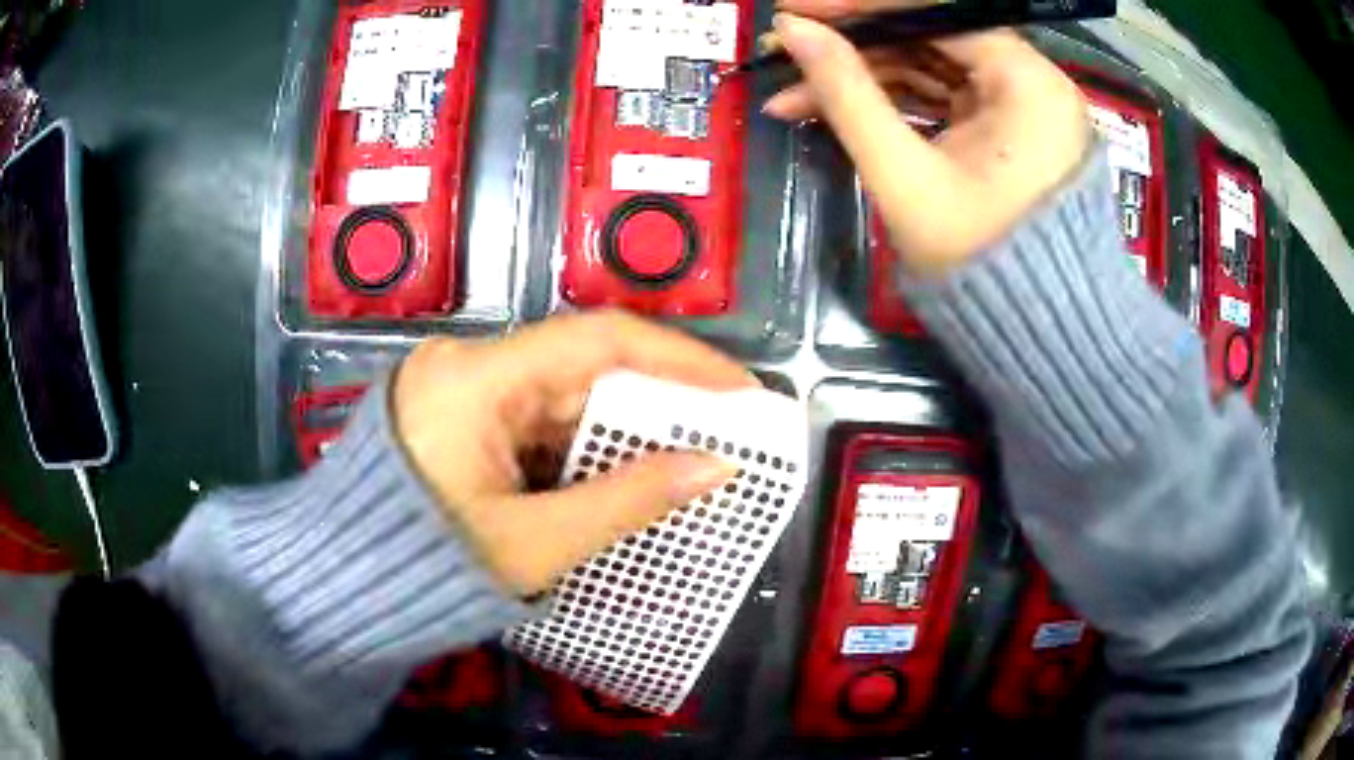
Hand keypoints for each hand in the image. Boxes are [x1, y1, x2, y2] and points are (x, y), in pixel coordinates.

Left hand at [392, 312, 753, 595]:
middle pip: (583, 365)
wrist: (346, 585)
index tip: (741, 389)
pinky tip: (621, 470)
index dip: (681, 360)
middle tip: (727, 428)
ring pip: (564, 394)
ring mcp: (462, 387)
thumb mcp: (534, 542)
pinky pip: (538, 416)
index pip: (598, 341)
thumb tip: (716, 468)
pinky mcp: (461, 414)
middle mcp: (468, 364)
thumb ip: (628, 500)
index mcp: (477, 378)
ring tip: (687, 453)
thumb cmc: (428, 567)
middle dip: (659, 400)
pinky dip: (583, 444)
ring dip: (622, 427)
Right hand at [762, 1, 1090, 276]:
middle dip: (854, 48)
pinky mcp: (1007, 131)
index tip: (796, 11)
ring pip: (932, 68)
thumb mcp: (904, 173)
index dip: (860, 8)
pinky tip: (840, 110)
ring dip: (865, 78)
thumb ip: (847, 93)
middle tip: (785, 53)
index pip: (935, 13)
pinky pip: (944, 99)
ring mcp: (1022, 107)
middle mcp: (1034, 83)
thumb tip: (792, 32)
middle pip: (931, 38)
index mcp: (1028, 83)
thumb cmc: (980, 262)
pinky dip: (895, 103)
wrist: (1036, 335)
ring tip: (795, 94)